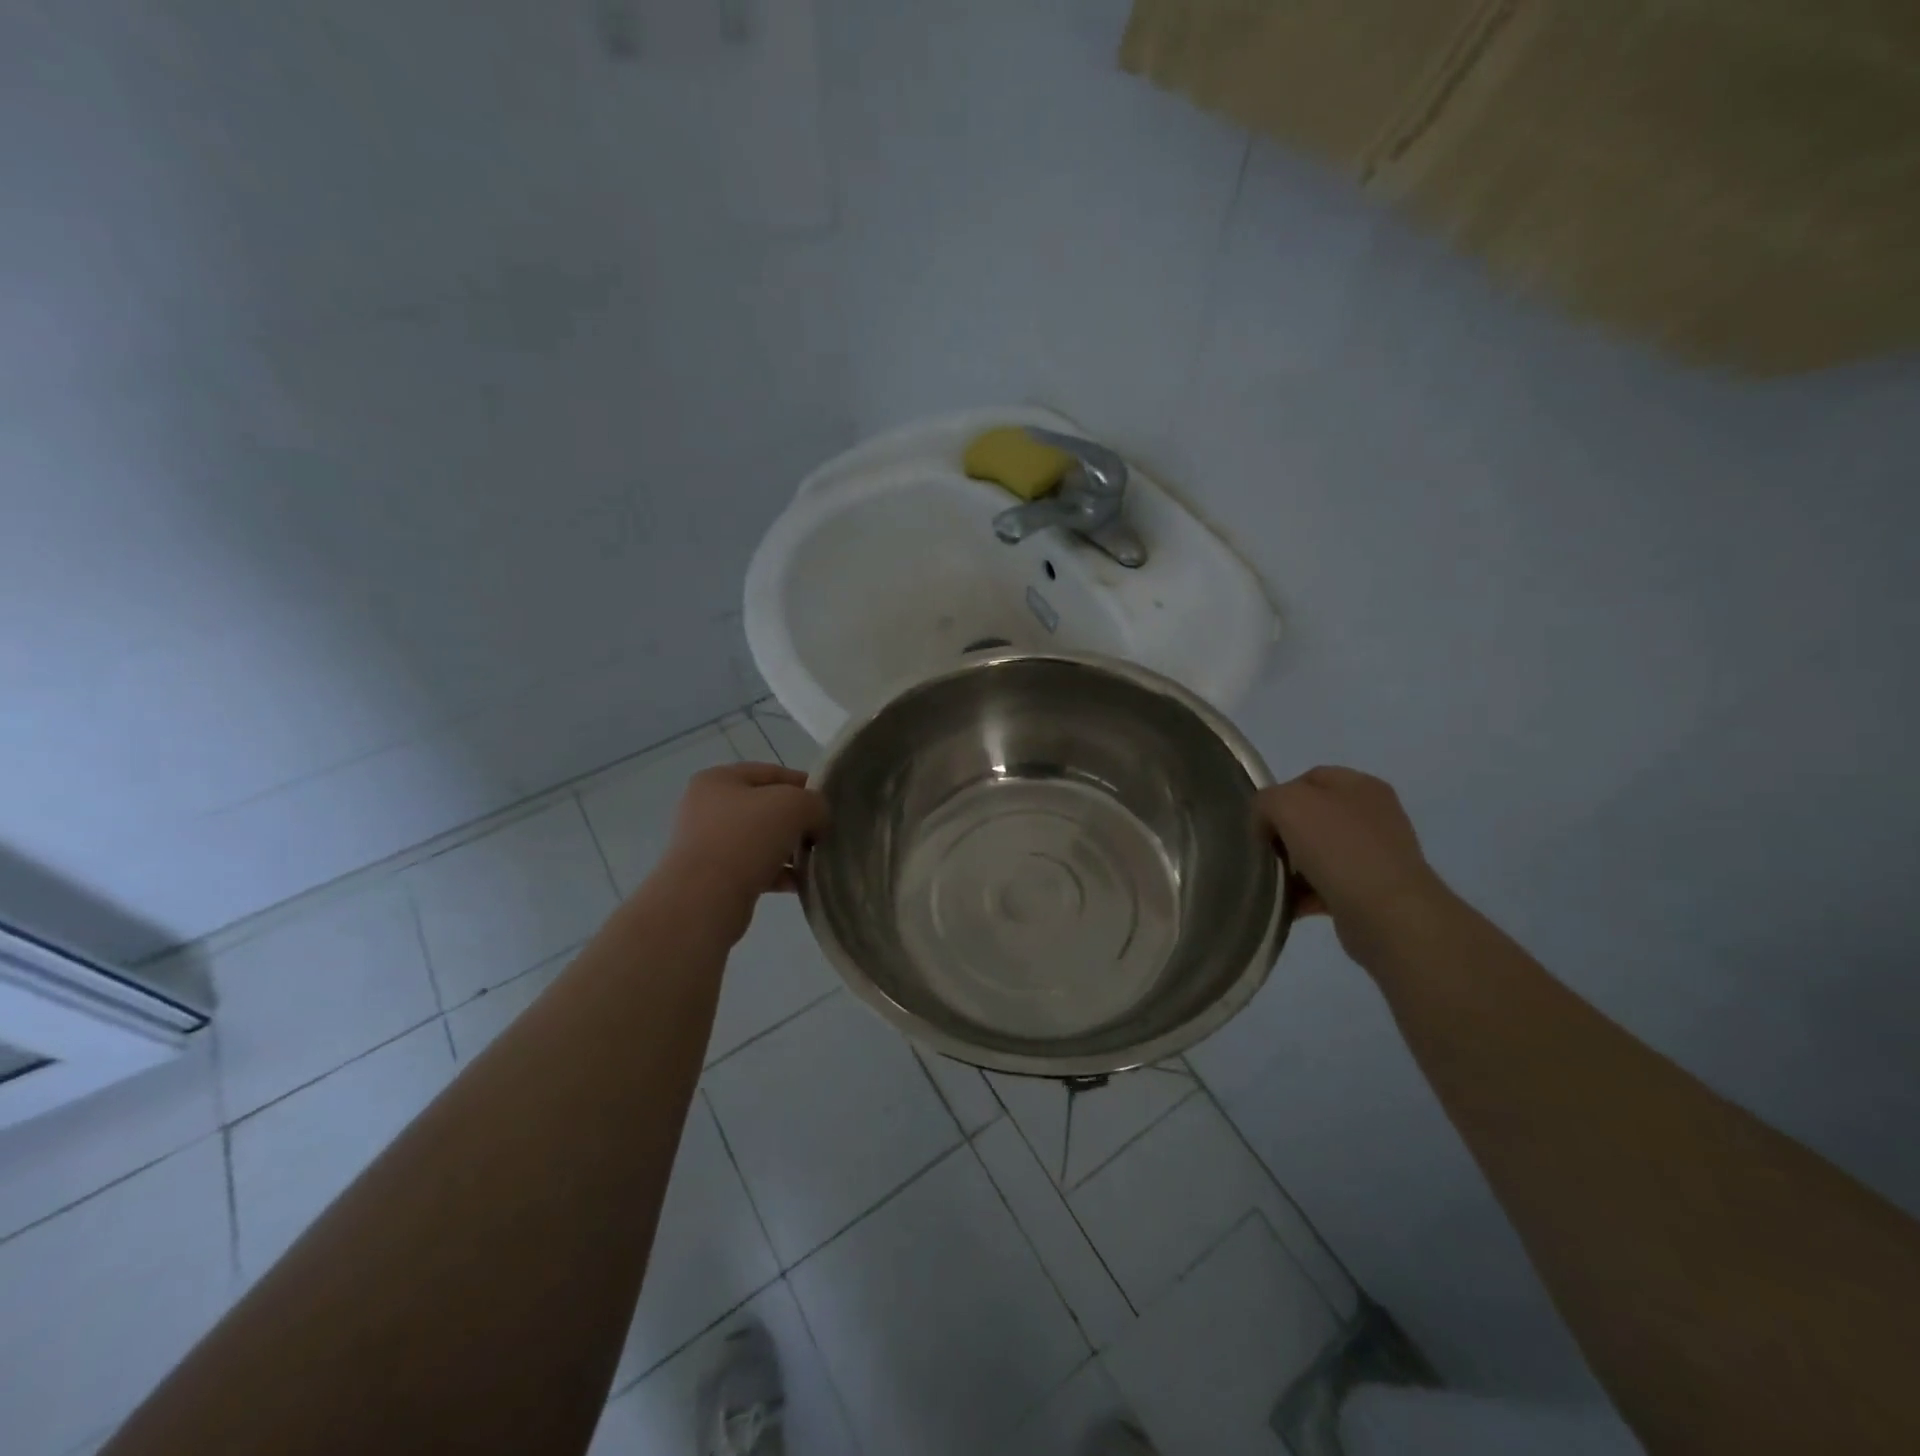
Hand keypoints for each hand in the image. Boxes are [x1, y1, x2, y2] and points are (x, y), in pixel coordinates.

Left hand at [655, 763, 828, 942]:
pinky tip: (799, 882)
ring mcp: (707, 844)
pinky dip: (777, 873)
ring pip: (761, 840)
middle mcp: (707, 807)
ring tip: (813, 861)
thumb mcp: (793, 805)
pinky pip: (754, 868)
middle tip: (822, 834)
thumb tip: (817, 821)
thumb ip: (814, 803)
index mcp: (718, 780)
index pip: (772, 773)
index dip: (805, 785)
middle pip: (766, 808)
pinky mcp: (711, 877)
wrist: (704, 899)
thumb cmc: (746, 838)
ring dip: (789, 849)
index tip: (829, 805)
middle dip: (797, 821)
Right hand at [1257, 767, 1451, 961]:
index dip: (1279, 796)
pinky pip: (1328, 885)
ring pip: (1319, 853)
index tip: (1261, 823)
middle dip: (1285, 834)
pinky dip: (1306, 894)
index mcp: (1361, 786)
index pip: (1309, 779)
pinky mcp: (1373, 891)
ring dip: (1293, 867)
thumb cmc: (1338, 848)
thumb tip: (1267, 825)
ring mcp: (1377, 855)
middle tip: (1266, 852)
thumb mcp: (1287, 804)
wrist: (1387, 913)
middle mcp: (1374, 816)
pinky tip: (1290, 904)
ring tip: (1275, 882)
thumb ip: (1266, 802)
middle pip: (1313, 817)